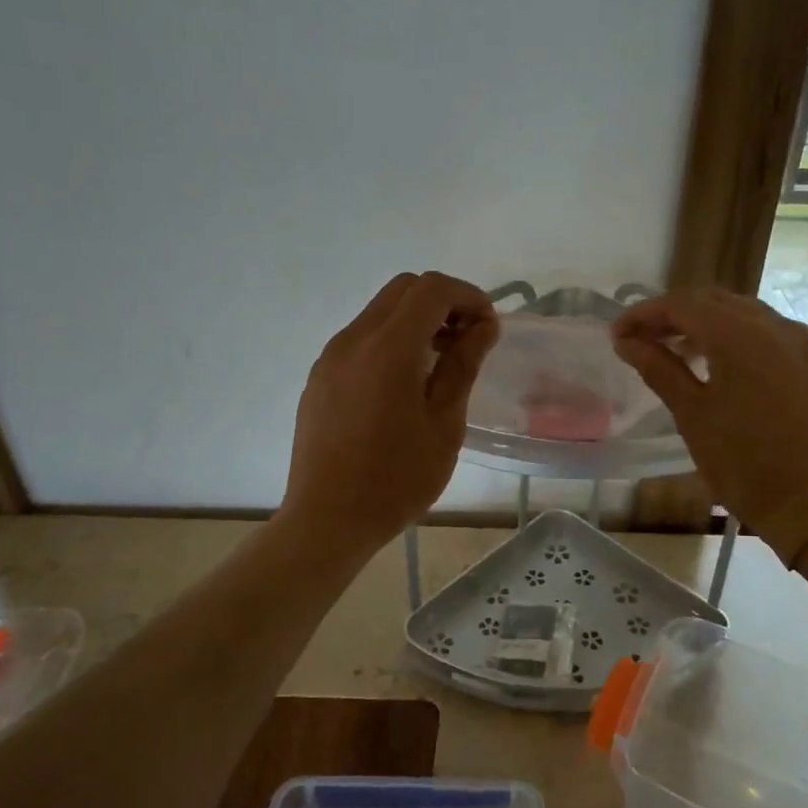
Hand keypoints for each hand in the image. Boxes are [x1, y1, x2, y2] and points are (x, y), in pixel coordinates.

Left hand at [280, 272, 498, 555]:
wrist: (327, 520)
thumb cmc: (396, 478)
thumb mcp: (444, 424)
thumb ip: (463, 365)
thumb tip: (483, 326)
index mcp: (388, 347)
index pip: (433, 288)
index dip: (468, 296)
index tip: (488, 329)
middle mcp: (354, 339)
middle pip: (404, 289)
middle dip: (443, 302)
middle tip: (467, 341)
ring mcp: (331, 357)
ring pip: (380, 311)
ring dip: (416, 321)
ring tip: (439, 365)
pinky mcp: (320, 377)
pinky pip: (361, 339)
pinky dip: (390, 341)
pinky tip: (403, 385)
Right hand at [612, 290, 807, 565]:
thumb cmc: (742, 465)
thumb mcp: (692, 414)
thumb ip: (658, 368)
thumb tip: (625, 342)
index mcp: (743, 336)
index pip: (684, 305)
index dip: (645, 314)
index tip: (618, 334)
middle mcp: (780, 327)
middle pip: (717, 302)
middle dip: (676, 315)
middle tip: (644, 339)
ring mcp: (807, 344)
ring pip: (748, 316)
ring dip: (710, 325)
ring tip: (681, 352)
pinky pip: (775, 337)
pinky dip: (743, 340)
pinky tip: (728, 367)